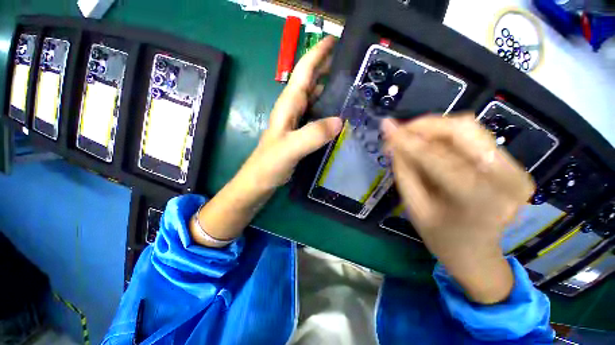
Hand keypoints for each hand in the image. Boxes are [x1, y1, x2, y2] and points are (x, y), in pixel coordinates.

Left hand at [191, 37, 340, 246]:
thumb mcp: (289, 149)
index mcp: (288, 106)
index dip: (317, 54)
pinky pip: (316, 116)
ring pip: (314, 99)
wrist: (259, 181)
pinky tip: (339, 114)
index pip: (303, 72)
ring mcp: (296, 122)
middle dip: (326, 68)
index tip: (335, 40)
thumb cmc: (269, 164)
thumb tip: (340, 121)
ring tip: (350, 86)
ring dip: (329, 89)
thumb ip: (312, 135)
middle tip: (351, 64)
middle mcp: (292, 110)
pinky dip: (327, 110)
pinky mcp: (300, 134)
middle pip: (310, 82)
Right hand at [382, 114, 535, 303]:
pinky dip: (446, 136)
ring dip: (434, 129)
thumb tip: (393, 143)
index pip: (437, 157)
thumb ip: (404, 171)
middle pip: (463, 129)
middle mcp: (505, 178)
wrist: (476, 253)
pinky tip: (429, 145)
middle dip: (424, 125)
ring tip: (411, 138)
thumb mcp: (414, 206)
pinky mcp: (513, 165)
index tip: (385, 126)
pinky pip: (474, 137)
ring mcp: (515, 169)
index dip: (407, 139)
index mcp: (477, 199)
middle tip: (399, 132)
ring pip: (469, 128)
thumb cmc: (440, 236)